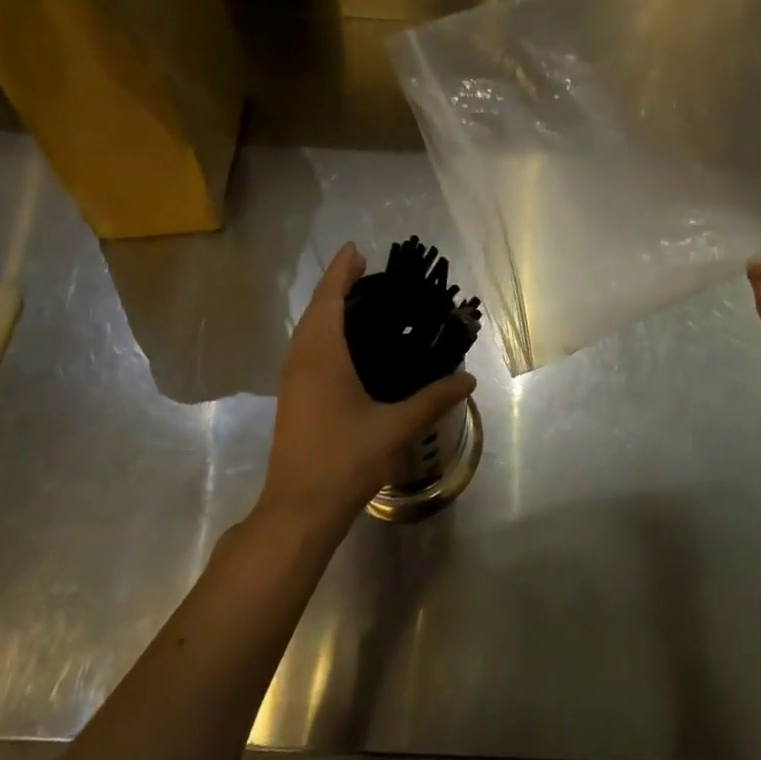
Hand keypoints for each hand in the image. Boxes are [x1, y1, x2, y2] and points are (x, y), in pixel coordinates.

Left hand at [260, 243, 476, 533]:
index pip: (329, 300)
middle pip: (316, 309)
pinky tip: (343, 343)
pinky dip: (322, 330)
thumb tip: (468, 379)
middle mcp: (301, 360)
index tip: (357, 249)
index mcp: (322, 356)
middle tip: (366, 270)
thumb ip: (432, 400)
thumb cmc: (345, 461)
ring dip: (327, 308)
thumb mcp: (395, 428)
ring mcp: (292, 380)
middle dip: (336, 285)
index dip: (341, 272)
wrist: (298, 509)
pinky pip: (305, 347)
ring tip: (358, 298)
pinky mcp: (292, 397)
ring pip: (307, 330)